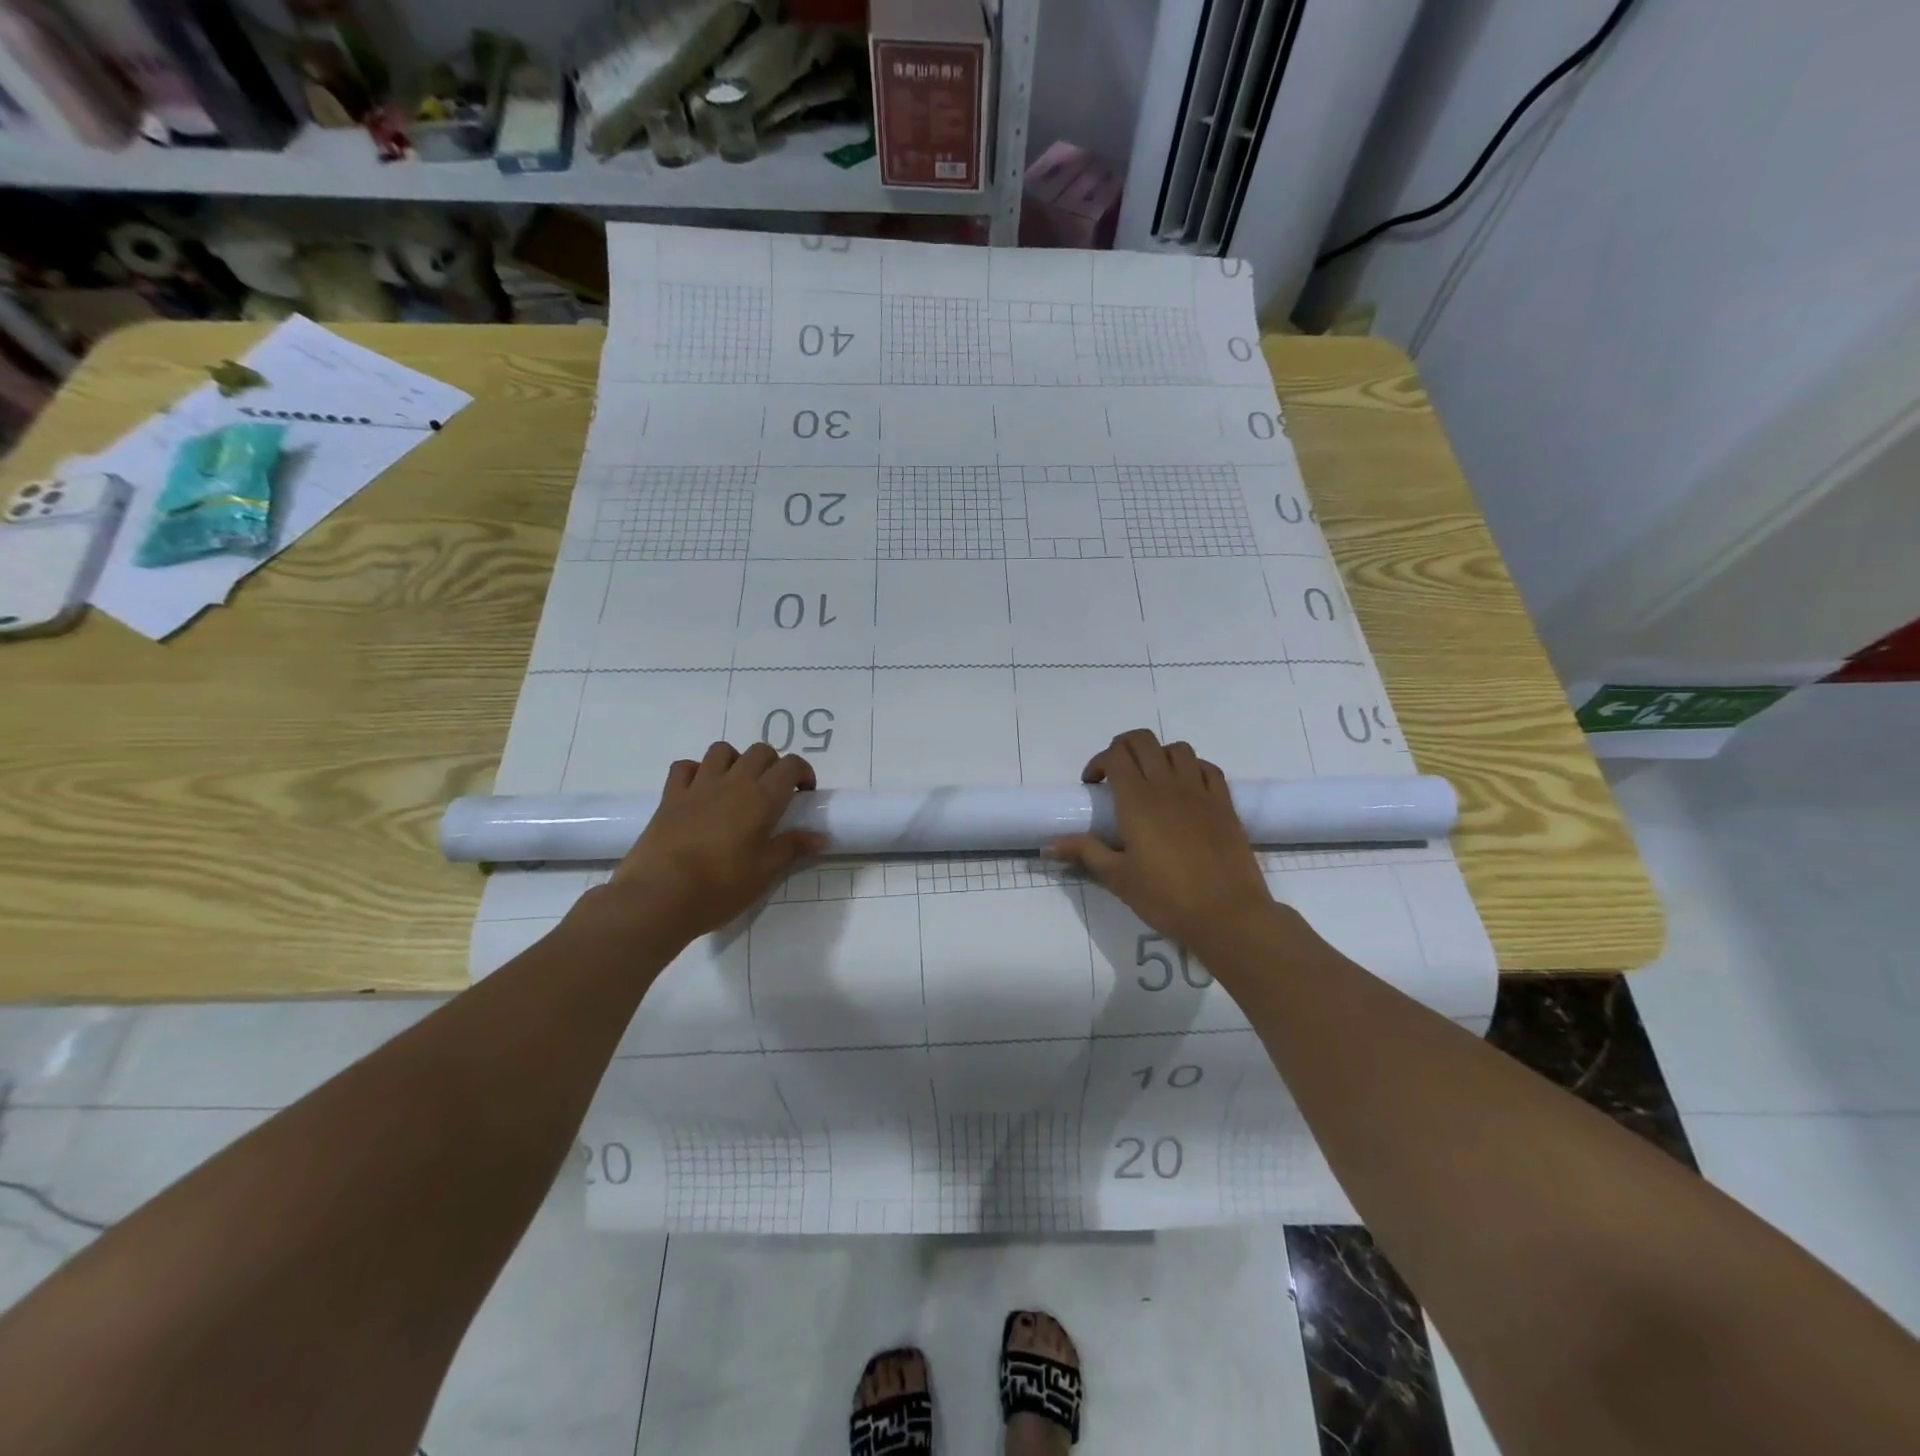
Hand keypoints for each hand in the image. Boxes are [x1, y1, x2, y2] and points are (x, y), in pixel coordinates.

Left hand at [603, 741, 824, 942]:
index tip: (804, 793)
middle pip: (759, 751)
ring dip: (736, 761)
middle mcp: (732, 782)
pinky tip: (700, 790)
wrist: (659, 896)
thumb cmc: (720, 887)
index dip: (802, 772)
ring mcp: (698, 786)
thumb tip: (821, 838)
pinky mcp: (670, 797)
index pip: (790, 765)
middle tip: (774, 792)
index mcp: (761, 798)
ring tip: (738, 786)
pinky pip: (685, 767)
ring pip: (722, 751)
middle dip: (773, 764)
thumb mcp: (764, 873)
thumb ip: (792, 848)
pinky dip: (697, 771)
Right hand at [1045, 729, 1274, 953]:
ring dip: (1158, 755)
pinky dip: (1192, 768)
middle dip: (1123, 748)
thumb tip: (1048, 845)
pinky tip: (1186, 789)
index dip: (1098, 762)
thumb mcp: (1118, 878)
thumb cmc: (1166, 898)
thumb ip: (1085, 852)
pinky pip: (1207, 768)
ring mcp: (1200, 791)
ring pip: (1177, 749)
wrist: (1228, 914)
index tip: (1092, 786)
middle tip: (1115, 776)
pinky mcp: (1225, 803)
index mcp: (1137, 800)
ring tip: (1151, 780)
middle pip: (1143, 741)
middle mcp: (1168, 786)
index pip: (1115, 755)